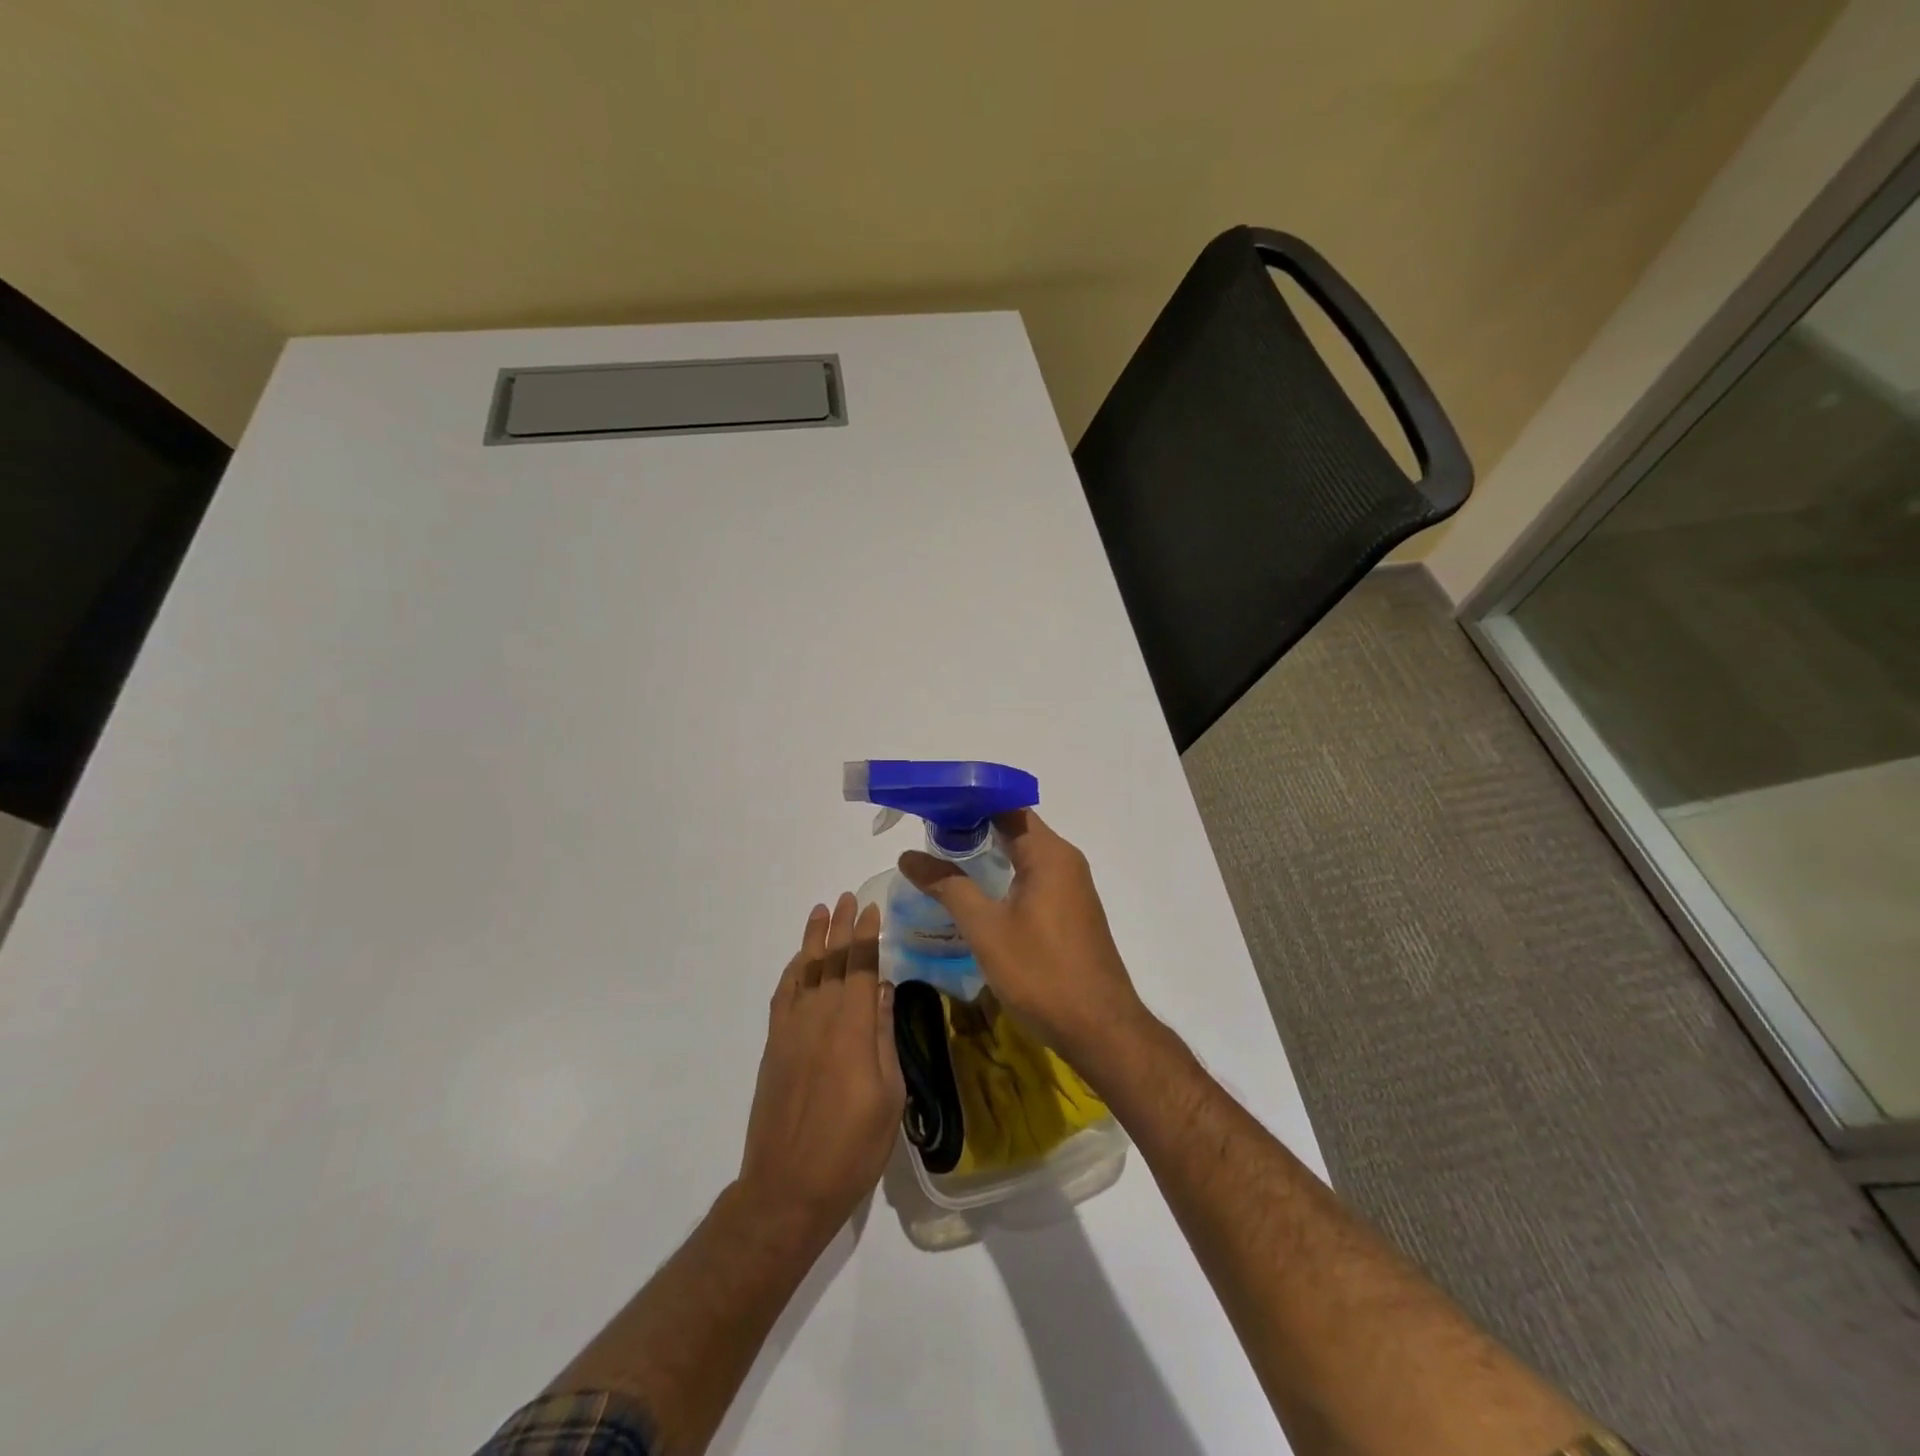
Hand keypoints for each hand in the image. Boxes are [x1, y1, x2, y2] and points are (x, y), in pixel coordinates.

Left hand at [737, 894, 904, 1242]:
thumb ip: (882, 1037)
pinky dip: (791, 972)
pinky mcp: (774, 1047)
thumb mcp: (888, 1096)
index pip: (860, 968)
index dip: (866, 936)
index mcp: (851, 1030)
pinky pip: (782, 997)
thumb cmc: (851, 1148)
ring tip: (820, 911)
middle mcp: (819, 1020)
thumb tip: (882, 990)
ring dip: (813, 940)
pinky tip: (799, 961)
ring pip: (804, 972)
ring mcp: (791, 1032)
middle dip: (840, 927)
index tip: (872, 909)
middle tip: (847, 897)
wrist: (788, 1189)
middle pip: (830, 961)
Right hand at [898, 810, 1151, 1071]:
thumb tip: (909, 856)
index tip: (931, 807)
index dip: (969, 802)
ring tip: (943, 860)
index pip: (1006, 807)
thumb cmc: (1041, 972)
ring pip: (1024, 855)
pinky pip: (1033, 878)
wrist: (1099, 1029)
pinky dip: (1004, 875)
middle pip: (1015, 828)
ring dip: (987, 853)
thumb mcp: (986, 928)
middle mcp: (1065, 861)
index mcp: (1049, 853)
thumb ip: (948, 887)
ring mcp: (1071, 887)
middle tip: (928, 835)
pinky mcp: (1070, 911)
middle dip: (972, 827)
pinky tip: (977, 893)